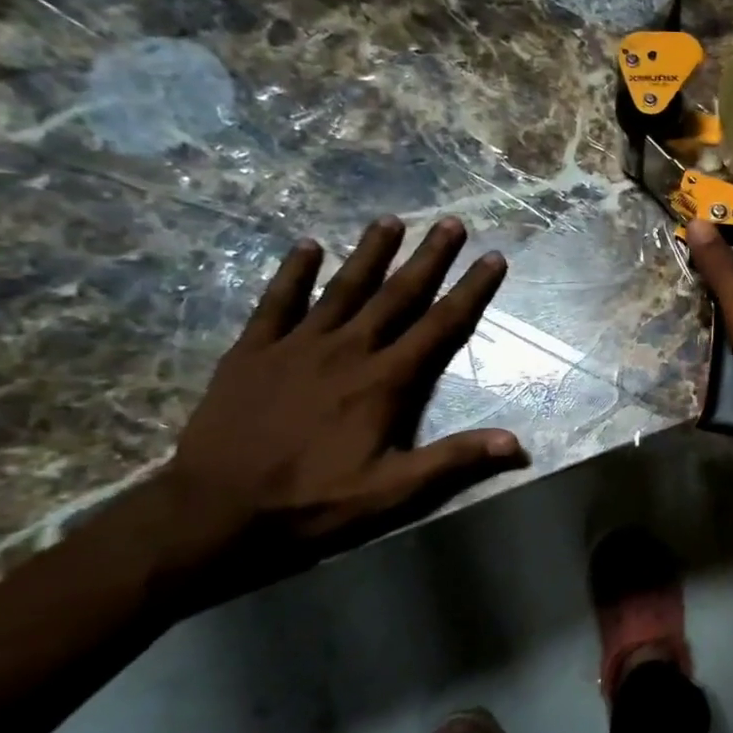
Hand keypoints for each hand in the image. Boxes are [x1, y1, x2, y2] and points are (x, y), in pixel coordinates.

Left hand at [153, 215, 527, 611]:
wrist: (214, 512)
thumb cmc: (313, 501)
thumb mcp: (394, 491)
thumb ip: (455, 460)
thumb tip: (517, 444)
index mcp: (386, 381)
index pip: (441, 325)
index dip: (471, 289)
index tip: (493, 258)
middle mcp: (348, 350)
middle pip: (397, 294)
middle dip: (428, 257)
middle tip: (450, 222)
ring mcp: (297, 346)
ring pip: (343, 288)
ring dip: (370, 252)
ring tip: (390, 220)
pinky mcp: (252, 351)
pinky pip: (276, 302)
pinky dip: (293, 272)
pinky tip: (307, 245)